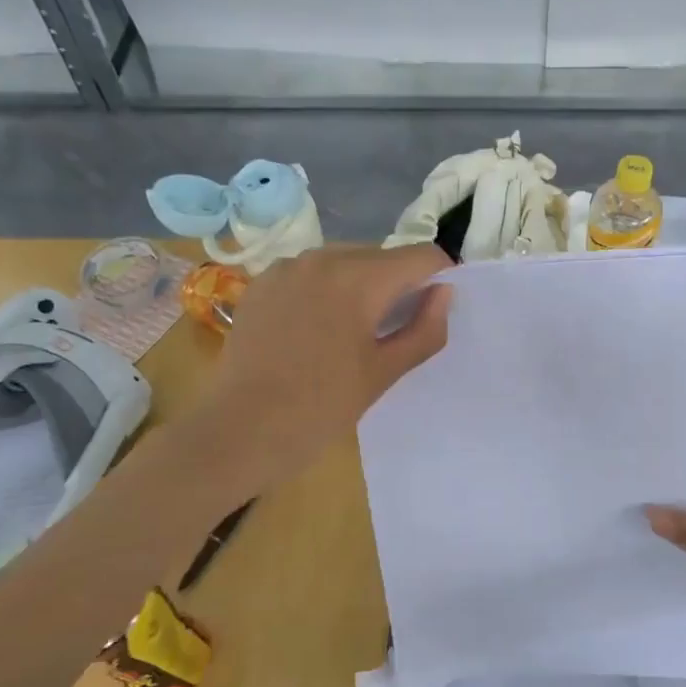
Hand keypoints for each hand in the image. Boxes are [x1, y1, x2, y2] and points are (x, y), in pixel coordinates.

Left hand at [196, 244, 452, 499]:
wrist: (241, 430)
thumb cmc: (321, 407)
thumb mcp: (384, 373)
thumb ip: (424, 329)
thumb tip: (444, 292)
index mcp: (359, 278)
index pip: (420, 256)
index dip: (440, 277)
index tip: (435, 309)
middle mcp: (322, 257)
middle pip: (381, 256)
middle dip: (398, 283)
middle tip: (394, 329)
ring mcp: (286, 267)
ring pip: (344, 261)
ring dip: (361, 285)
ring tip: (353, 331)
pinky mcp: (261, 282)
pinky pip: (309, 273)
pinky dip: (326, 290)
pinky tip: (315, 329)